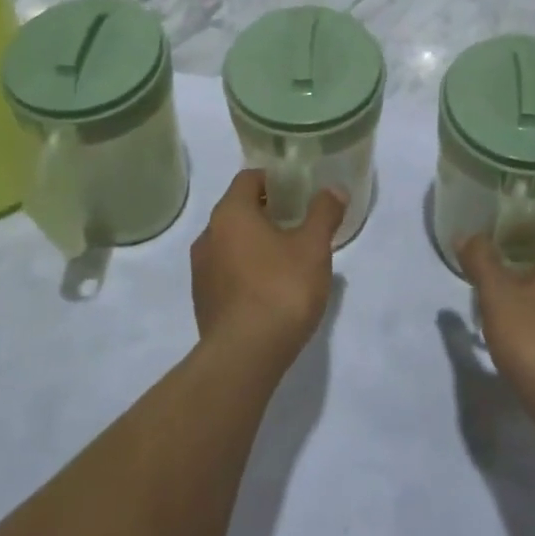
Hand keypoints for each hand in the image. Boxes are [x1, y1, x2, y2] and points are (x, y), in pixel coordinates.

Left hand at [190, 170, 344, 364]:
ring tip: (288, 257)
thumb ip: (324, 213)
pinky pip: (226, 272)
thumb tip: (334, 189)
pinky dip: (246, 270)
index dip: (275, 180)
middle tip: (299, 222)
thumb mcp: (313, 247)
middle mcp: (208, 235)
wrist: (244, 357)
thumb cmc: (281, 289)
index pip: (249, 178)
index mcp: (230, 213)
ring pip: (231, 242)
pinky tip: (271, 288)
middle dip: (267, 212)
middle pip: (238, 210)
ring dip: (256, 243)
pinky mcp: (203, 301)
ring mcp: (201, 271)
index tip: (298, 190)